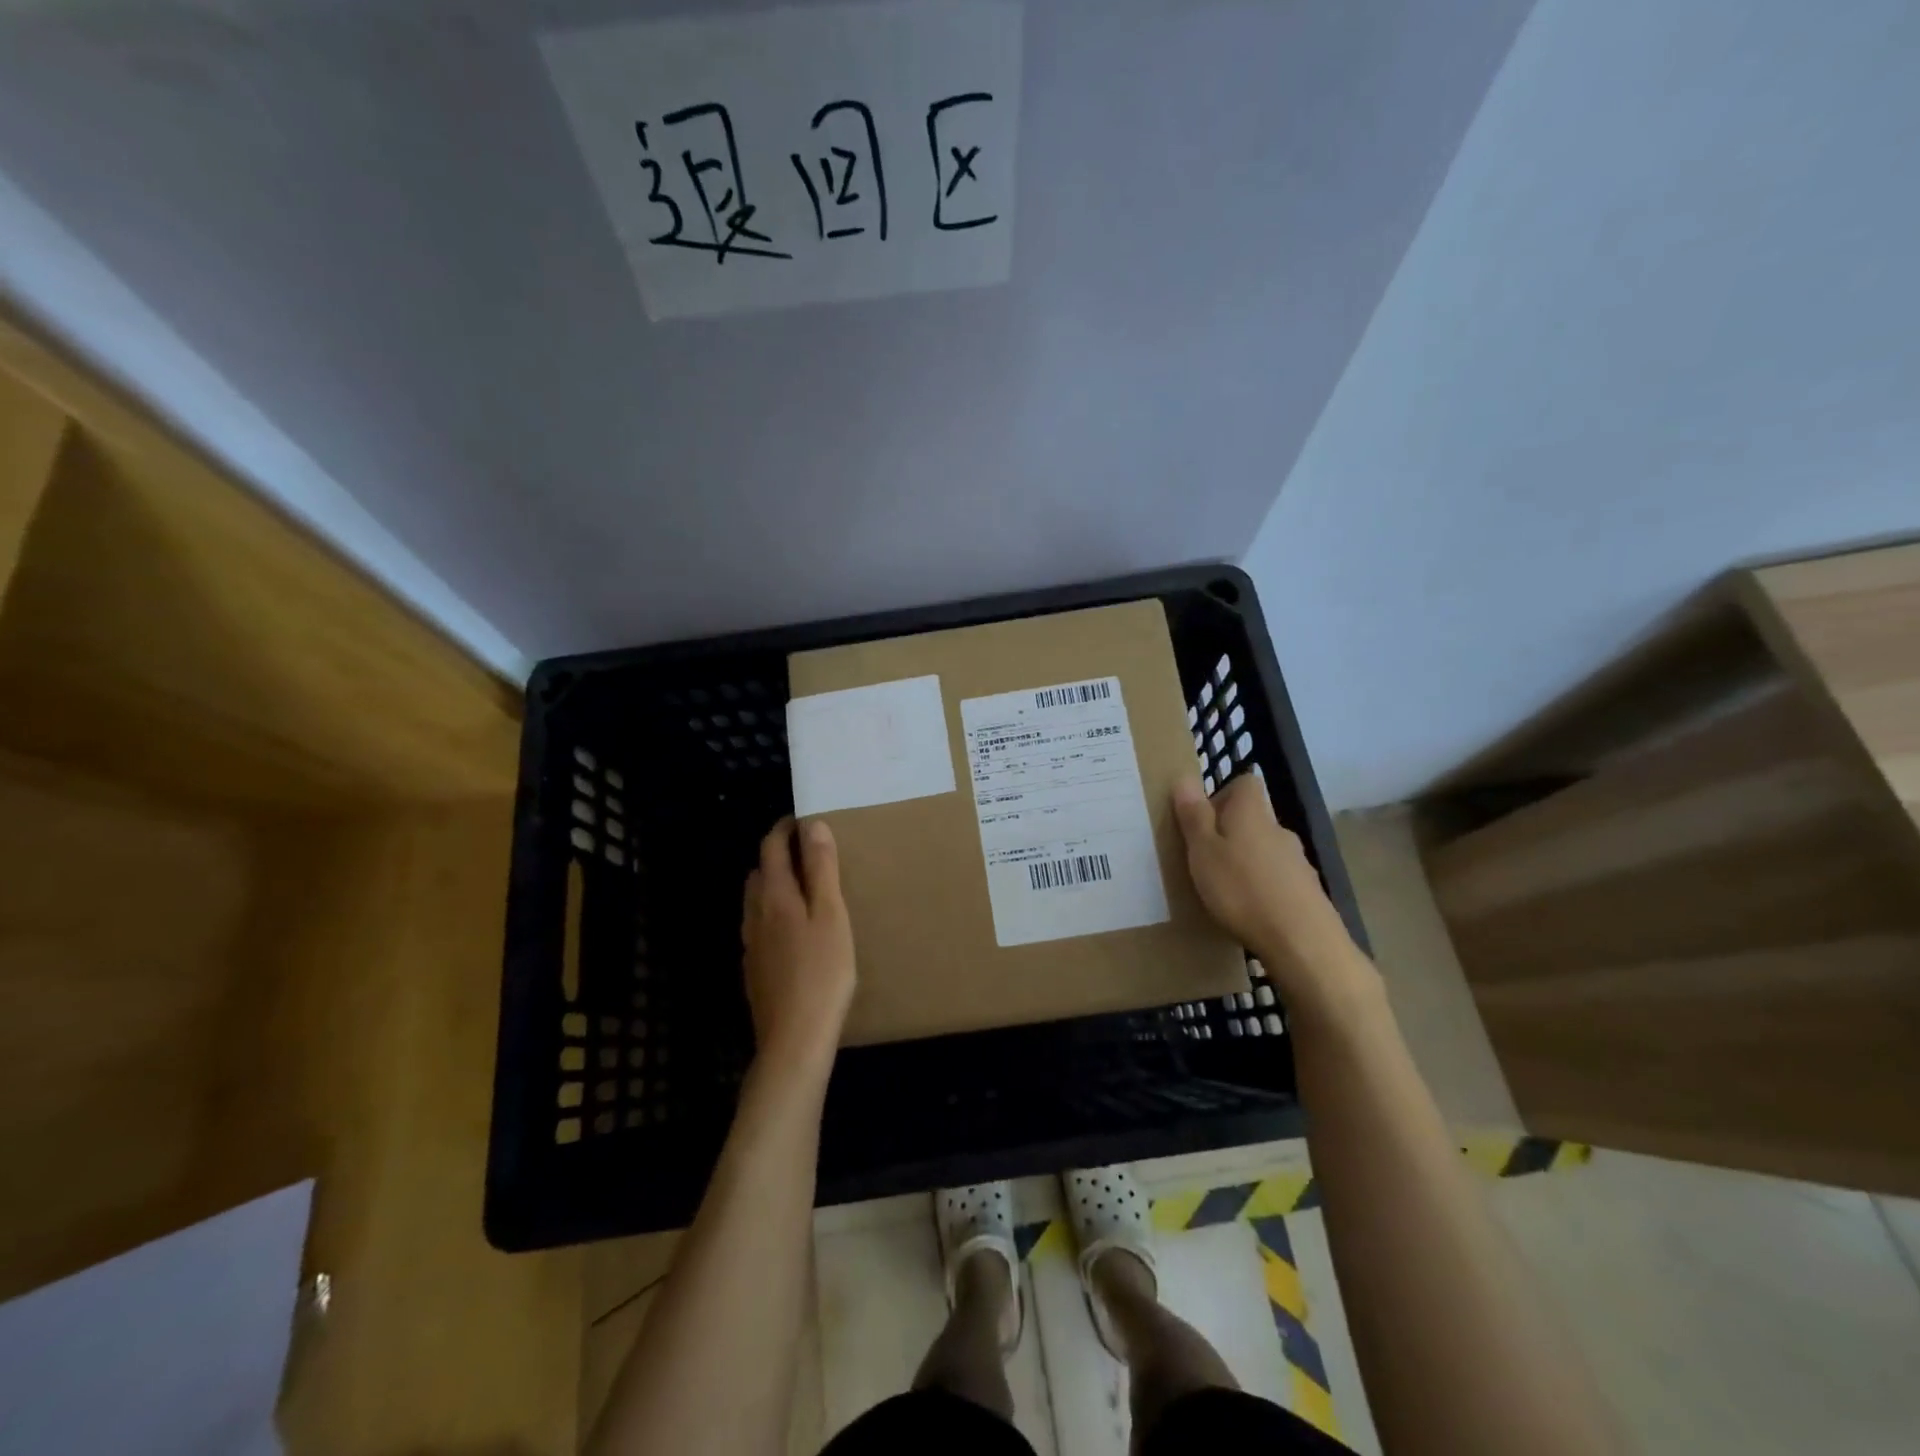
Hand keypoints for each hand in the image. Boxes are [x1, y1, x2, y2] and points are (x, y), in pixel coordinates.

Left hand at [742, 817, 856, 1083]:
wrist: (794, 1038)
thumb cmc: (823, 972)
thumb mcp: (831, 915)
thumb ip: (822, 869)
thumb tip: (812, 825)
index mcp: (775, 897)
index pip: (771, 849)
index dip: (784, 829)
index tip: (800, 819)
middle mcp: (755, 916)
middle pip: (759, 874)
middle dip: (777, 856)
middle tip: (806, 853)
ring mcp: (751, 946)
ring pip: (755, 903)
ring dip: (773, 886)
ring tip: (801, 889)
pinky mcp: (754, 971)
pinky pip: (759, 928)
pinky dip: (772, 915)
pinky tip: (792, 933)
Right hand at [1172, 775, 1367, 1000]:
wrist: (1302, 942)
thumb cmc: (1241, 889)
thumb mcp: (1203, 851)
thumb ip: (1194, 816)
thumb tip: (1185, 778)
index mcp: (1251, 813)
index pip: (1244, 784)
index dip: (1222, 795)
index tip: (1201, 821)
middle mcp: (1278, 829)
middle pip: (1253, 818)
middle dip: (1230, 833)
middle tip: (1204, 859)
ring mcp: (1298, 861)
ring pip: (1265, 850)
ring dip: (1246, 861)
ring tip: (1224, 890)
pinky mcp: (1308, 892)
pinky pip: (1278, 879)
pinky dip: (1263, 887)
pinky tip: (1250, 911)